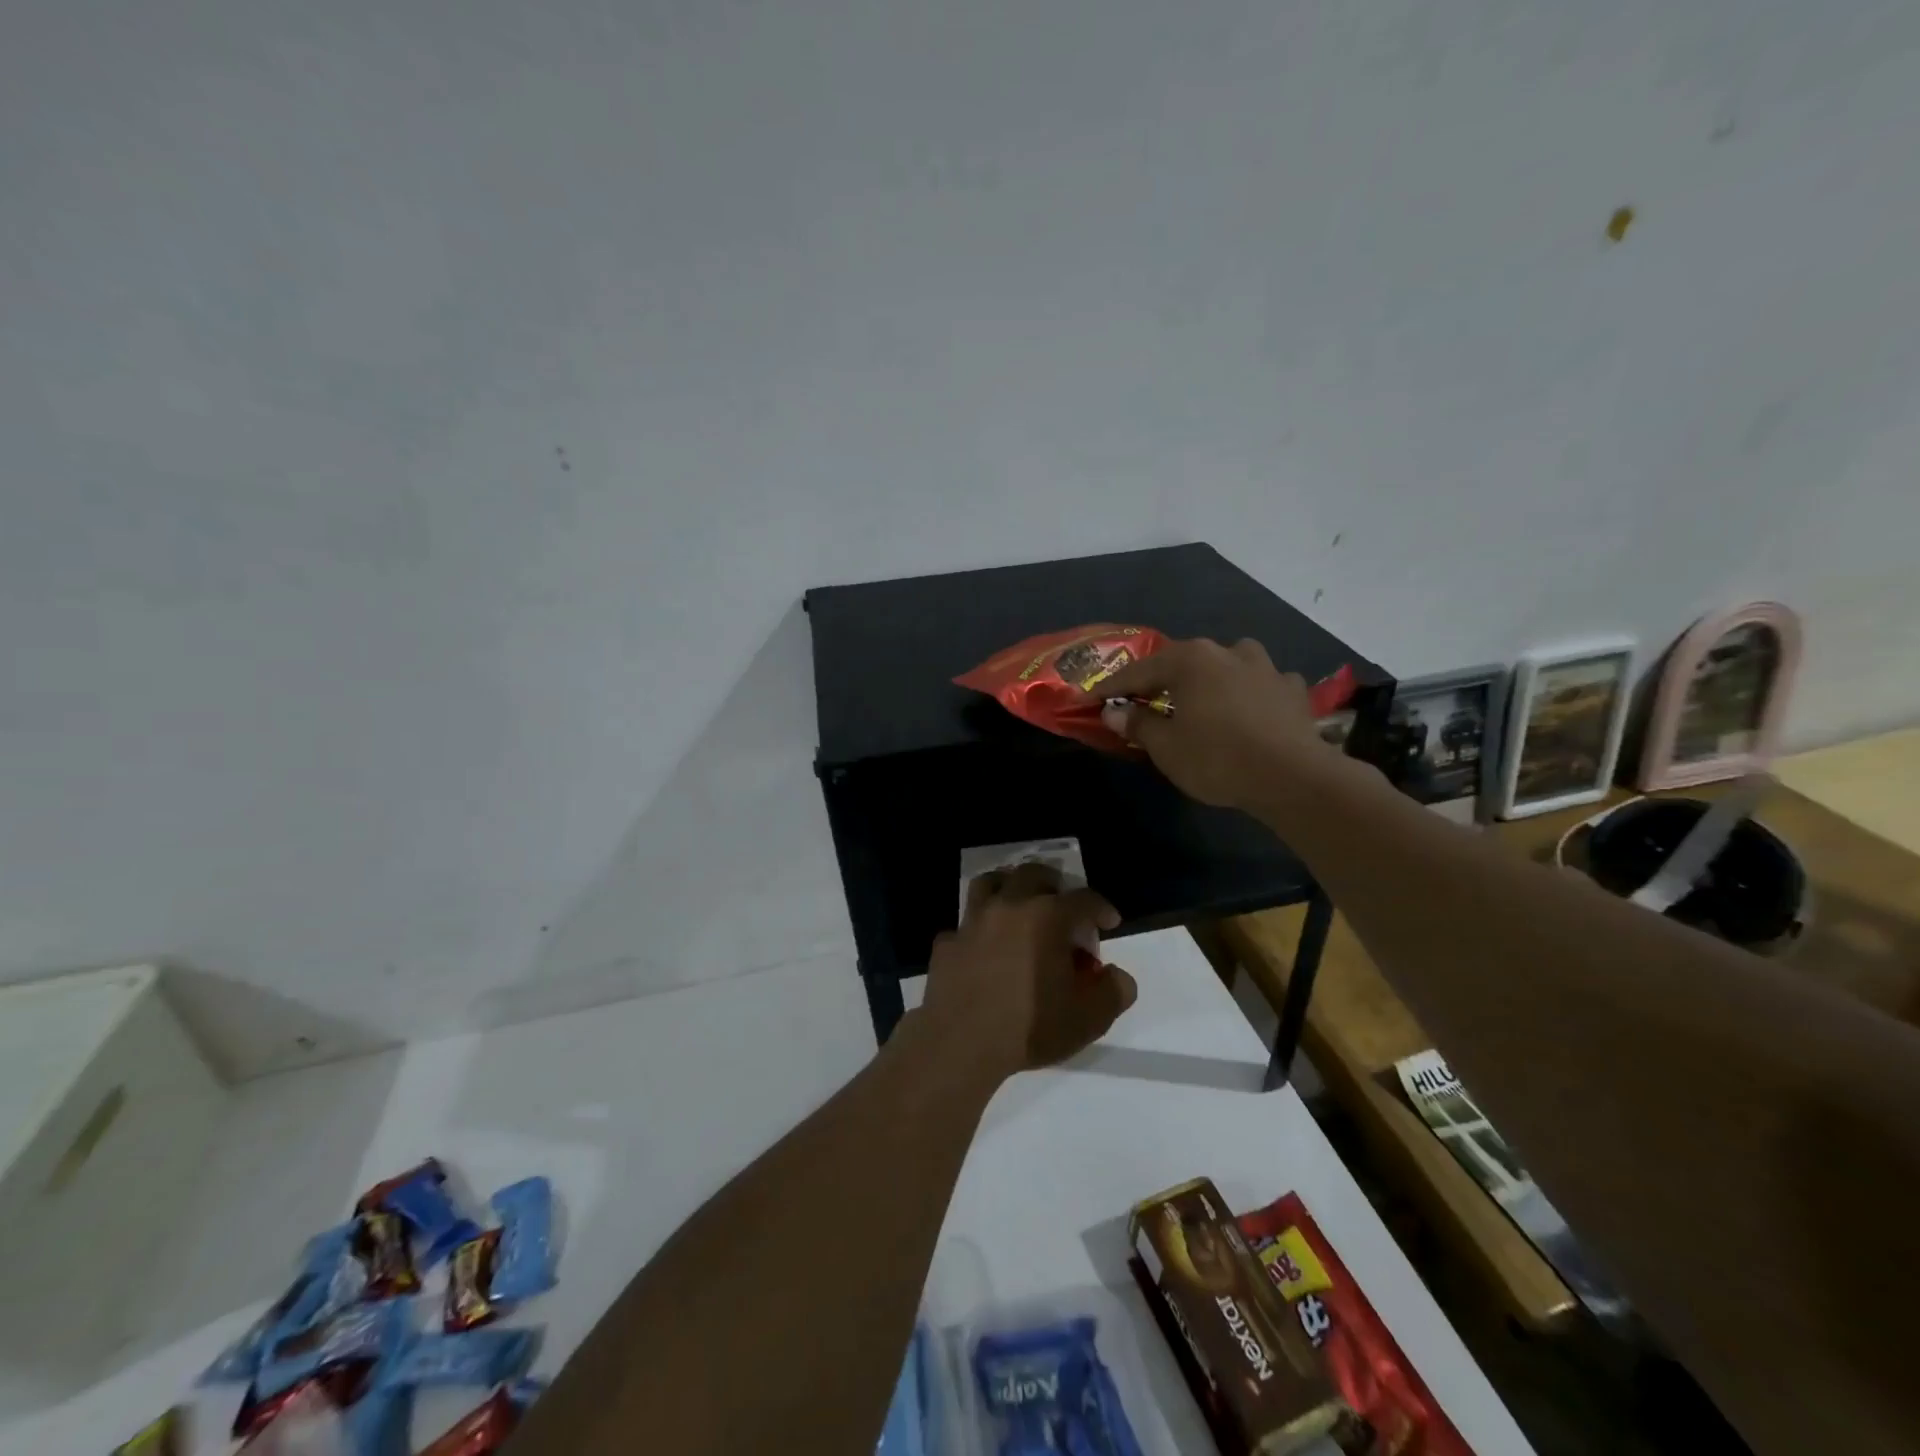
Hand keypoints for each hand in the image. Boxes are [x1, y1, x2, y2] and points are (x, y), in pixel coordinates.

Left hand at [920, 863, 1136, 1079]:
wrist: (960, 1042)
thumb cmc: (1030, 1026)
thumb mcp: (1087, 1019)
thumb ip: (1113, 992)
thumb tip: (1118, 976)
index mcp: (1047, 917)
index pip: (1084, 898)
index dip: (1101, 908)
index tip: (1109, 923)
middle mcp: (1009, 906)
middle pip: (1033, 874)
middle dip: (1053, 883)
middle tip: (1061, 904)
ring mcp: (972, 921)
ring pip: (990, 883)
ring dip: (1008, 887)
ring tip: (1018, 905)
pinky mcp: (946, 941)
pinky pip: (965, 925)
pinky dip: (978, 930)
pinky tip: (983, 948)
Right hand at [1097, 637, 1339, 813]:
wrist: (1292, 777)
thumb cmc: (1216, 758)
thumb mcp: (1166, 747)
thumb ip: (1138, 724)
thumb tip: (1114, 712)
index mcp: (1190, 660)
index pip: (1139, 672)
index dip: (1114, 688)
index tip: (1093, 699)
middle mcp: (1227, 652)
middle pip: (1184, 662)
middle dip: (1163, 680)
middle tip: (1146, 700)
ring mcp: (1265, 667)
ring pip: (1229, 663)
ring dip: (1213, 676)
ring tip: (1205, 697)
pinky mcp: (1293, 689)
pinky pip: (1263, 684)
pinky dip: (1251, 693)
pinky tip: (1251, 710)